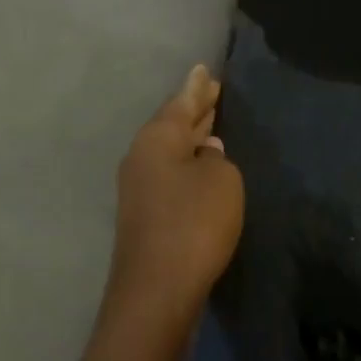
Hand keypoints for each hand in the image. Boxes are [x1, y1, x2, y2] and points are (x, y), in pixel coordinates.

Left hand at [110, 64, 244, 333]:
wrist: (157, 291)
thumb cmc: (194, 223)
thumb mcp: (221, 181)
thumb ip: (216, 159)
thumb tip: (205, 152)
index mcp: (157, 139)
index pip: (182, 102)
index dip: (198, 87)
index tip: (205, 69)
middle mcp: (141, 156)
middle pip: (172, 124)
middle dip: (193, 108)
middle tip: (211, 89)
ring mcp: (138, 187)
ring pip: (170, 149)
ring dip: (190, 136)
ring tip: (209, 120)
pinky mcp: (144, 214)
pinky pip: (169, 172)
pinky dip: (186, 161)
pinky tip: (199, 163)